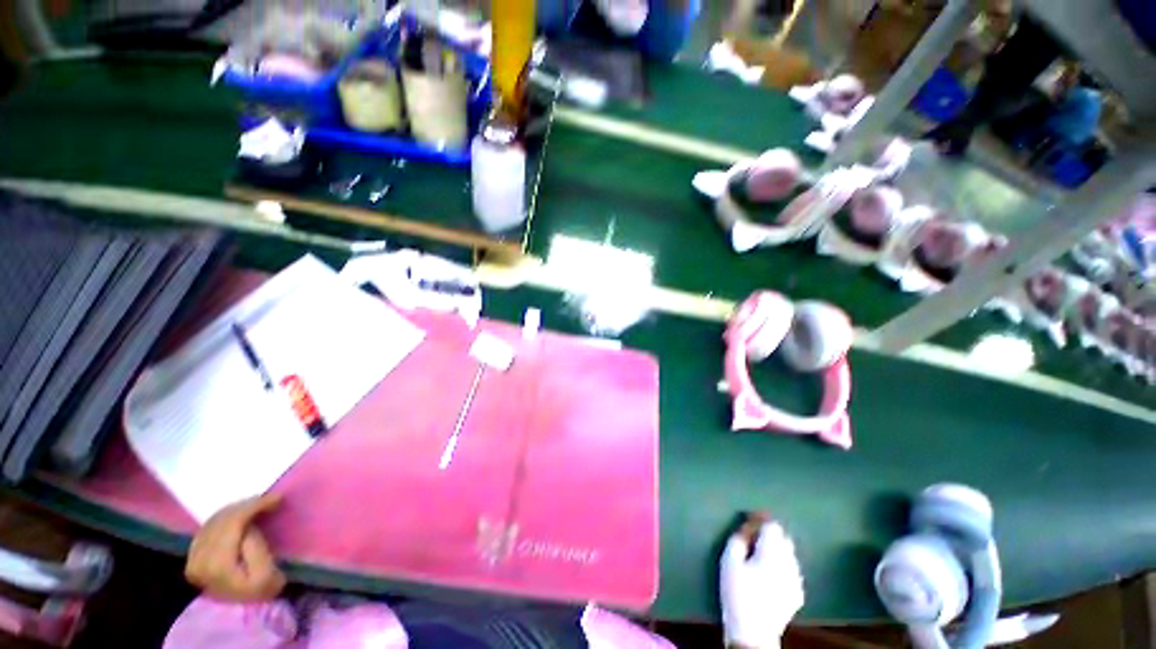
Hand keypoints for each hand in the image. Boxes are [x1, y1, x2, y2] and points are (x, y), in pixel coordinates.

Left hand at [185, 494, 285, 600]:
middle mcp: (198, 557)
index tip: (277, 497)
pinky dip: (226, 517)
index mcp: (216, 563)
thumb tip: (250, 527)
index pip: (233, 522)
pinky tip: (240, 515)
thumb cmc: (257, 592)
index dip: (255, 506)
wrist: (237, 613)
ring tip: (258, 505)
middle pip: (222, 519)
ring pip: (213, 520)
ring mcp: (192, 557)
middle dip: (247, 505)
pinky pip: (208, 526)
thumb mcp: (266, 574)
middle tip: (269, 499)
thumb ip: (256, 547)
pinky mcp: (192, 556)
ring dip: (237, 509)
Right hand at [720, 515, 804, 648]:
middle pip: (784, 537)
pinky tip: (770, 574)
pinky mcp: (798, 593)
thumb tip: (745, 527)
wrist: (753, 632)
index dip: (760, 520)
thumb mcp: (729, 561)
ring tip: (760, 556)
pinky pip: (792, 570)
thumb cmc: (737, 593)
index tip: (749, 520)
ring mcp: (797, 579)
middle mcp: (789, 563)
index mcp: (772, 553)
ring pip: (789, 553)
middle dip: (769, 534)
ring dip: (777, 549)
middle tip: (752, 538)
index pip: (772, 525)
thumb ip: (738, 539)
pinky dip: (782, 565)